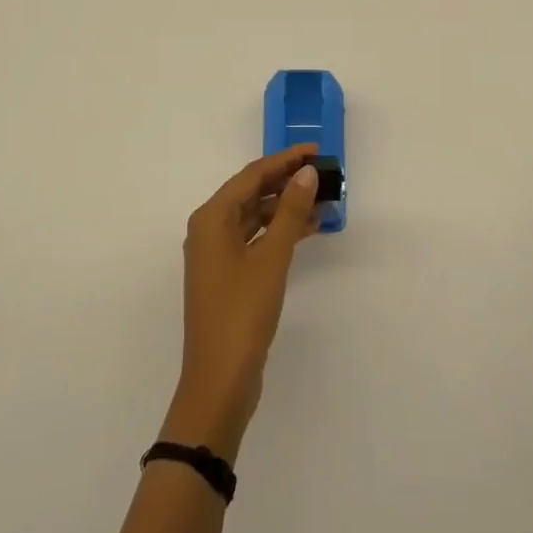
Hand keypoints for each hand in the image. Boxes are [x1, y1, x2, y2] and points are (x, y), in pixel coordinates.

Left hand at [161, 144, 322, 461]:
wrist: (219, 382)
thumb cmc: (242, 313)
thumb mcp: (271, 258)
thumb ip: (290, 212)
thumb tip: (307, 172)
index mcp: (211, 218)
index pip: (252, 175)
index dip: (285, 159)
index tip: (316, 150)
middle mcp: (209, 229)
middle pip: (252, 192)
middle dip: (287, 181)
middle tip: (323, 172)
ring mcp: (217, 254)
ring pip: (256, 216)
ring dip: (287, 207)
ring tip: (323, 200)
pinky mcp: (228, 275)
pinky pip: (256, 239)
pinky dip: (280, 231)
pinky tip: (310, 229)